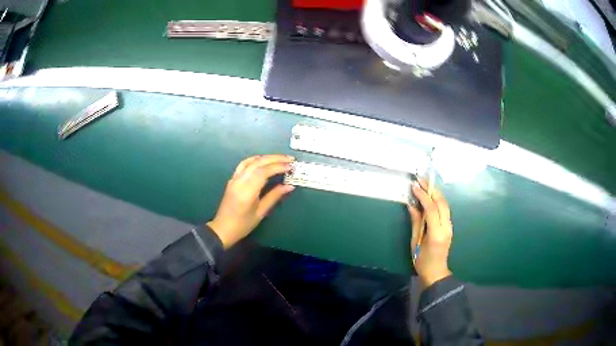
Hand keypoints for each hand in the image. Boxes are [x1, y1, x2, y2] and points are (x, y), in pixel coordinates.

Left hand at [207, 155, 294, 248]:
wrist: (223, 229)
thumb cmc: (243, 225)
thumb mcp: (261, 212)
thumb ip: (274, 196)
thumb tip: (289, 186)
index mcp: (247, 192)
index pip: (263, 172)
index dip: (278, 166)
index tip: (290, 166)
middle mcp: (239, 182)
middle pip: (258, 163)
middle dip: (275, 159)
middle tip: (289, 159)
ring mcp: (234, 179)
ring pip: (250, 161)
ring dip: (266, 158)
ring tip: (279, 159)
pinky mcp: (232, 179)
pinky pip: (244, 164)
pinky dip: (255, 160)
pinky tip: (263, 161)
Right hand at [409, 180, 452, 287]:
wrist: (436, 272)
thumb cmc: (422, 261)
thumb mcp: (415, 242)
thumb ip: (416, 222)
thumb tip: (412, 205)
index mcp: (436, 233)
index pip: (432, 209)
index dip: (423, 196)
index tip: (414, 186)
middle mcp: (446, 227)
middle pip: (442, 203)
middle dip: (431, 189)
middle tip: (420, 180)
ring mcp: (450, 226)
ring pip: (445, 204)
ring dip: (435, 193)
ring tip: (424, 184)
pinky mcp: (449, 226)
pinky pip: (445, 209)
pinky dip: (437, 200)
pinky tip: (430, 196)